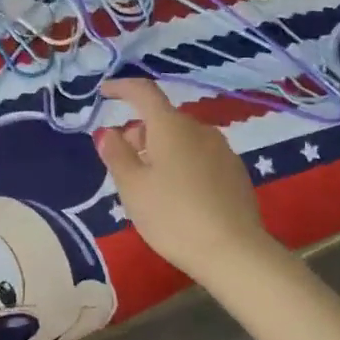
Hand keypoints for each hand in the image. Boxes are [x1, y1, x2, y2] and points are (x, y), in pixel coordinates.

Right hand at [93, 79, 275, 285]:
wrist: (233, 252)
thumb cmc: (173, 216)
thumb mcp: (132, 188)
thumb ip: (116, 155)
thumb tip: (108, 132)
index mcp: (171, 127)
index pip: (144, 92)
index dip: (122, 88)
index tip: (105, 93)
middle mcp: (199, 129)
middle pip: (163, 118)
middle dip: (139, 130)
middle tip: (122, 159)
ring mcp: (222, 150)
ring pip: (182, 138)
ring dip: (161, 148)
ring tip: (148, 181)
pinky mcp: (235, 172)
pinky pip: (199, 156)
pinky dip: (181, 163)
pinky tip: (177, 194)